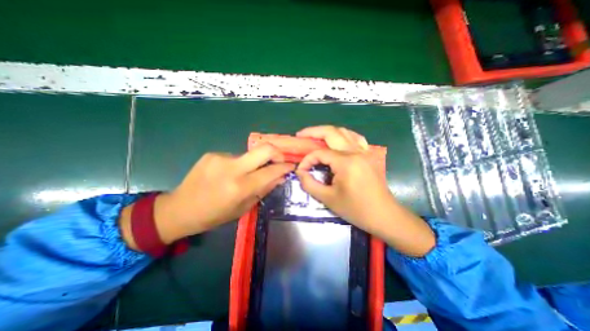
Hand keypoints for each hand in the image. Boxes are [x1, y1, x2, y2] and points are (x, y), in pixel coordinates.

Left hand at [120, 143, 294, 248]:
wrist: (180, 209)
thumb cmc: (214, 215)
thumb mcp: (243, 207)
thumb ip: (263, 190)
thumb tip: (280, 177)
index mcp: (240, 187)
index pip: (271, 171)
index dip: (285, 167)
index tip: (291, 167)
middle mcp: (232, 168)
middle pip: (264, 149)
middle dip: (277, 153)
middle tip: (279, 161)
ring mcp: (220, 158)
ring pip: (249, 154)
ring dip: (254, 163)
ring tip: (246, 175)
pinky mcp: (212, 154)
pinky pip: (235, 157)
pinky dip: (239, 164)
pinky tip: (229, 174)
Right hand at [296, 126, 432, 257]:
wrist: (383, 215)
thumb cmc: (356, 209)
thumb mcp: (328, 199)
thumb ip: (310, 184)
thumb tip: (300, 172)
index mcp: (346, 162)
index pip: (320, 153)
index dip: (307, 160)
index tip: (301, 170)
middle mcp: (356, 151)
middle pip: (331, 132)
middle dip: (313, 132)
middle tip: (300, 135)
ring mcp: (364, 151)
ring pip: (343, 132)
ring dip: (327, 131)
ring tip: (314, 136)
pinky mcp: (368, 155)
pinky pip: (354, 138)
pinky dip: (342, 135)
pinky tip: (336, 140)